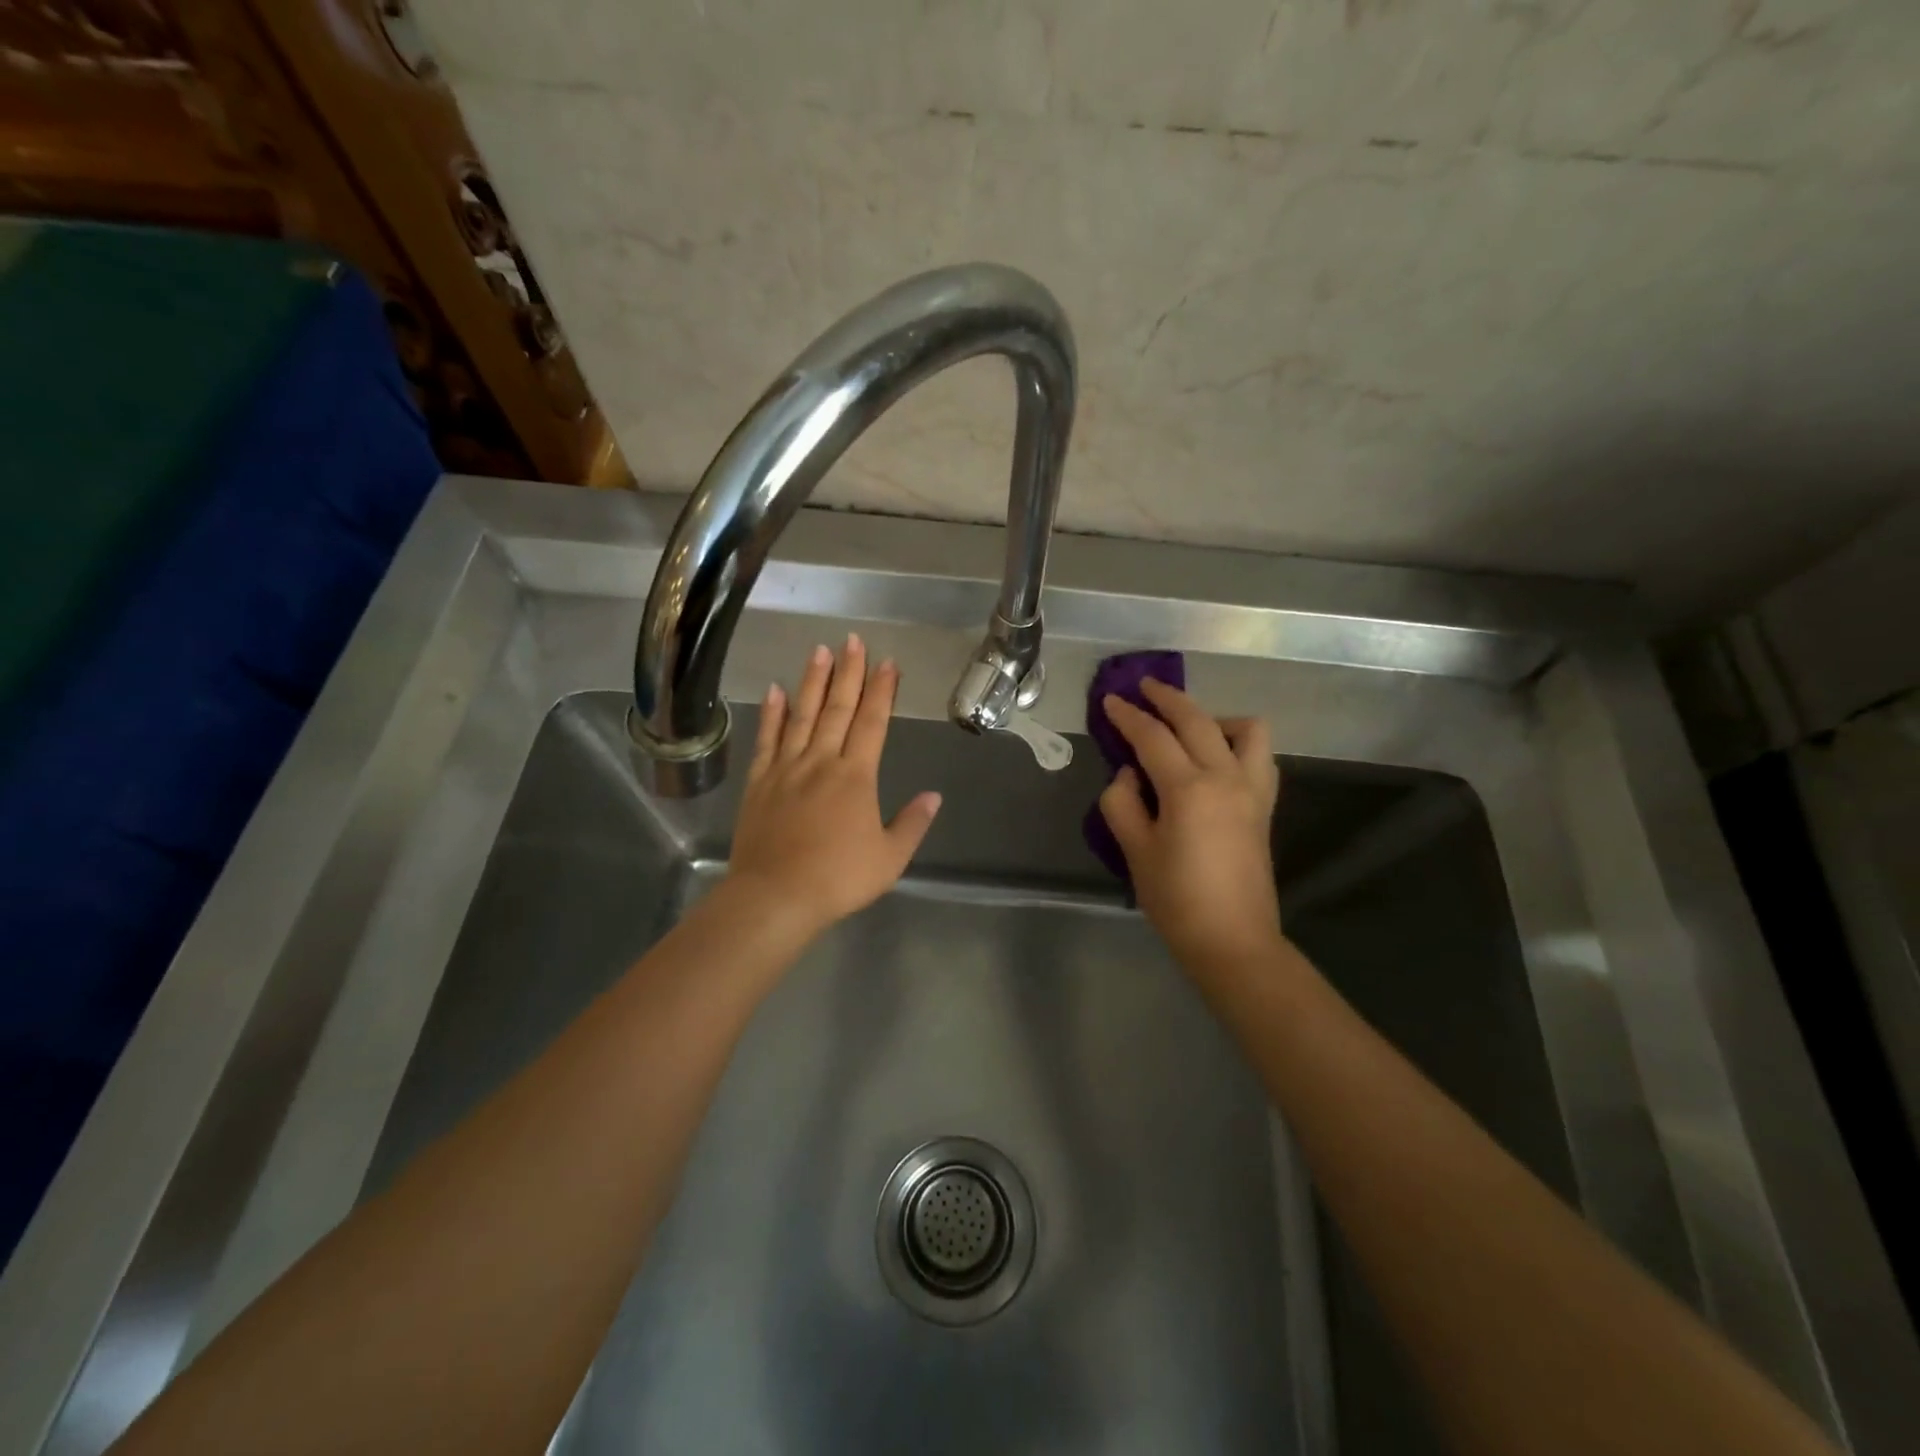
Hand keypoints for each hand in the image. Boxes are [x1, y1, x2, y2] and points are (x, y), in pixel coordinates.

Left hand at [728, 636, 940, 937]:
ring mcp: (786, 768)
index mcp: (856, 776)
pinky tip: (775, 690)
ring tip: (819, 650)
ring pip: (802, 715)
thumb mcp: (889, 858)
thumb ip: (912, 824)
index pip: (872, 722)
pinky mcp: (760, 782)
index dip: (882, 691)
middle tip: (853, 640)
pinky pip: (767, 739)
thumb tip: (934, 796)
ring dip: (812, 681)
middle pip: (837, 708)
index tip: (887, 662)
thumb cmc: (838, 879)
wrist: (775, 897)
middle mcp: (821, 762)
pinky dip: (772, 713)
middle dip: (849, 672)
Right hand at [1099, 678, 1283, 974]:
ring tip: (1188, 727)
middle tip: (1143, 688)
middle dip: (1167, 698)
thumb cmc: (1176, 900)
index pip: (1152, 737)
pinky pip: (1260, 756)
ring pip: (1244, 729)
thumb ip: (1122, 803)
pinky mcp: (1265, 806)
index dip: (1127, 715)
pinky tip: (1217, 756)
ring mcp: (1252, 790)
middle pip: (1196, 720)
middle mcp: (1225, 777)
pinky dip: (1239, 742)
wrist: (1232, 940)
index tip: (1110, 699)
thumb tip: (1129, 774)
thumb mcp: (1134, 851)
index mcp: (1188, 788)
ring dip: (1213, 716)